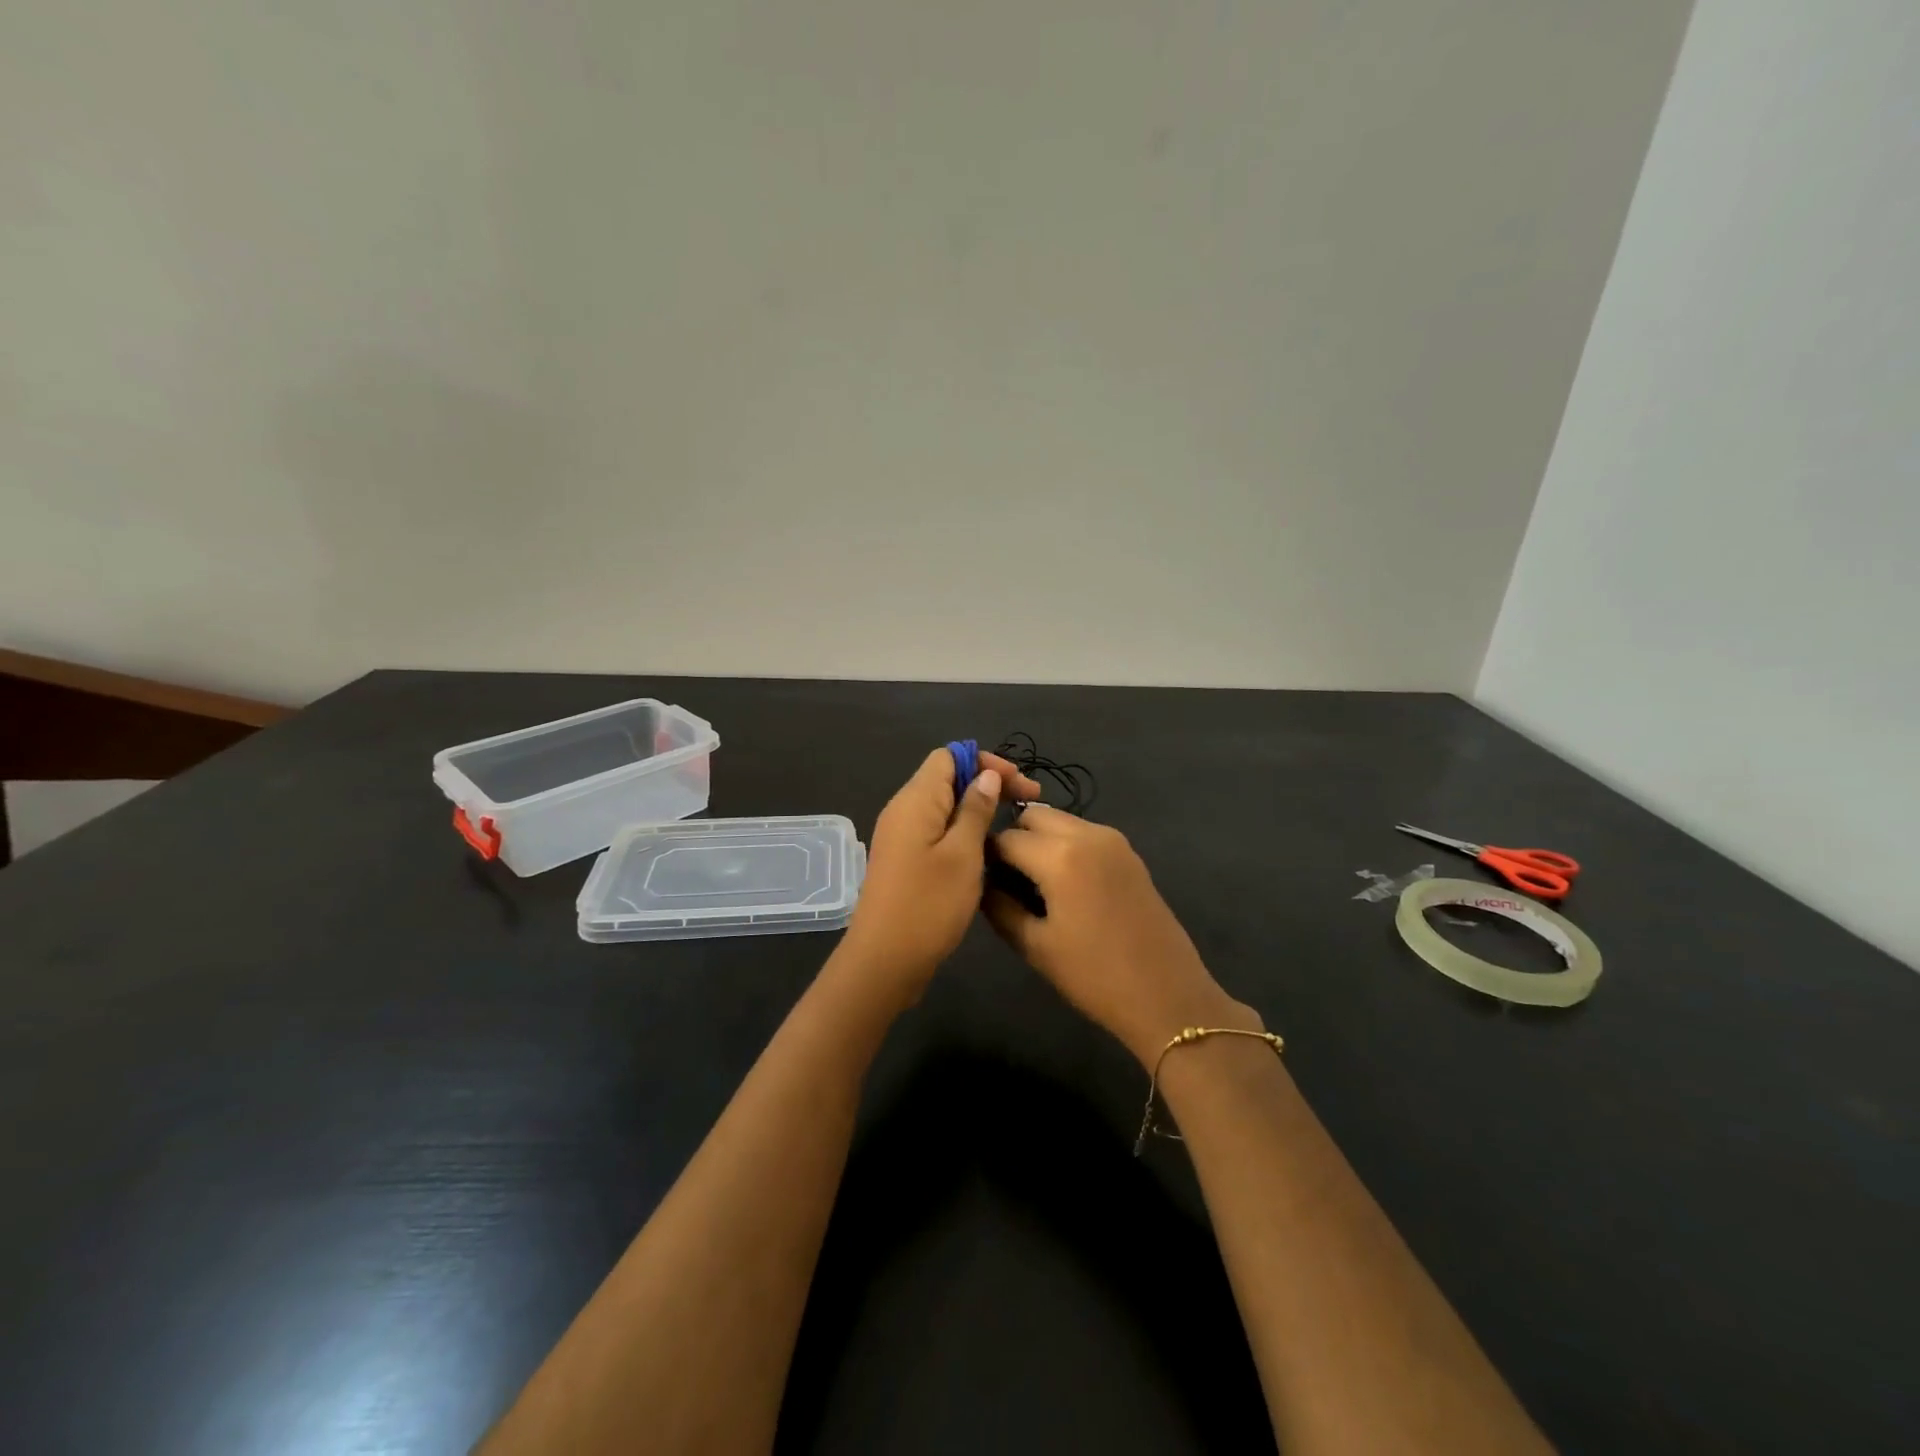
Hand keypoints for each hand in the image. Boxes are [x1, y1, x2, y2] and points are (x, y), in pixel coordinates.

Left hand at [839, 747, 1041, 1005]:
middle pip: (947, 777)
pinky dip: (963, 830)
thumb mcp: (963, 854)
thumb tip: (986, 775)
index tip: (1019, 786)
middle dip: (988, 783)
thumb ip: (976, 810)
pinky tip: (986, 850)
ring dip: (978, 808)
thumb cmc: (928, 905)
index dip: (986, 762)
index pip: (949, 756)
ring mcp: (902, 837)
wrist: (884, 962)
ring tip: (1011, 827)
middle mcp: (904, 810)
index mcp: (915, 800)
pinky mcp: (905, 860)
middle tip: (1028, 804)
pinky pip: (937, 830)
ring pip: (944, 806)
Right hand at [984, 807, 1257, 1066]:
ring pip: (1060, 820)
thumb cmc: (1094, 976)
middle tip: (1006, 878)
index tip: (977, 878)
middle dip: (1013, 838)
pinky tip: (1064, 884)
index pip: (1005, 837)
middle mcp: (1087, 834)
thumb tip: (980, 881)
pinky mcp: (1129, 852)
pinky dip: (1064, 845)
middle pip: (1033, 816)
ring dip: (1039, 839)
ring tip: (1034, 882)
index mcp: (1060, 856)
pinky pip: (1084, 833)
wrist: (1167, 996)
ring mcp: (1113, 840)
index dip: (985, 856)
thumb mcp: (1034, 945)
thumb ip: (998, 905)